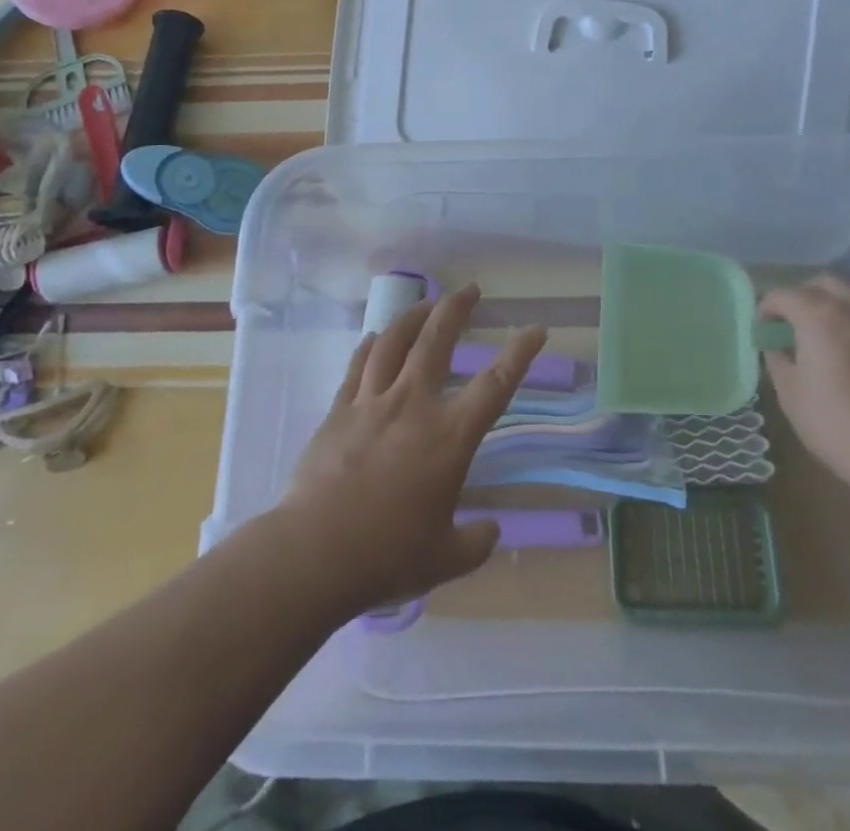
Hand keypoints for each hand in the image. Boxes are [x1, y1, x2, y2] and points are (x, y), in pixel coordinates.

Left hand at [274, 284, 545, 617]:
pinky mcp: (339, 410)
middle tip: (470, 290)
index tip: (535, 329)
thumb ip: (475, 542)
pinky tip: (375, 336)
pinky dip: (371, 345)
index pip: (495, 385)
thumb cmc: (387, 556)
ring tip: (426, 303)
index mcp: (449, 437)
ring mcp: (372, 402)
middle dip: (456, 308)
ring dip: (413, 316)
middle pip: (437, 340)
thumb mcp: (445, 559)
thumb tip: (490, 530)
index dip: (520, 353)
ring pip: (394, 341)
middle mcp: (413, 405)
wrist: (314, 552)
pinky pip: (358, 365)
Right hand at [759, 274, 849, 490]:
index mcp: (818, 315)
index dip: (767, 309)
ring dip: (841, 297)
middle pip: (822, 283)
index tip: (763, 330)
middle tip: (794, 323)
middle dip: (802, 296)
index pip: (783, 295)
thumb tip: (776, 345)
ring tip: (836, 320)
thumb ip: (778, 359)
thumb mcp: (790, 394)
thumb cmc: (837, 425)